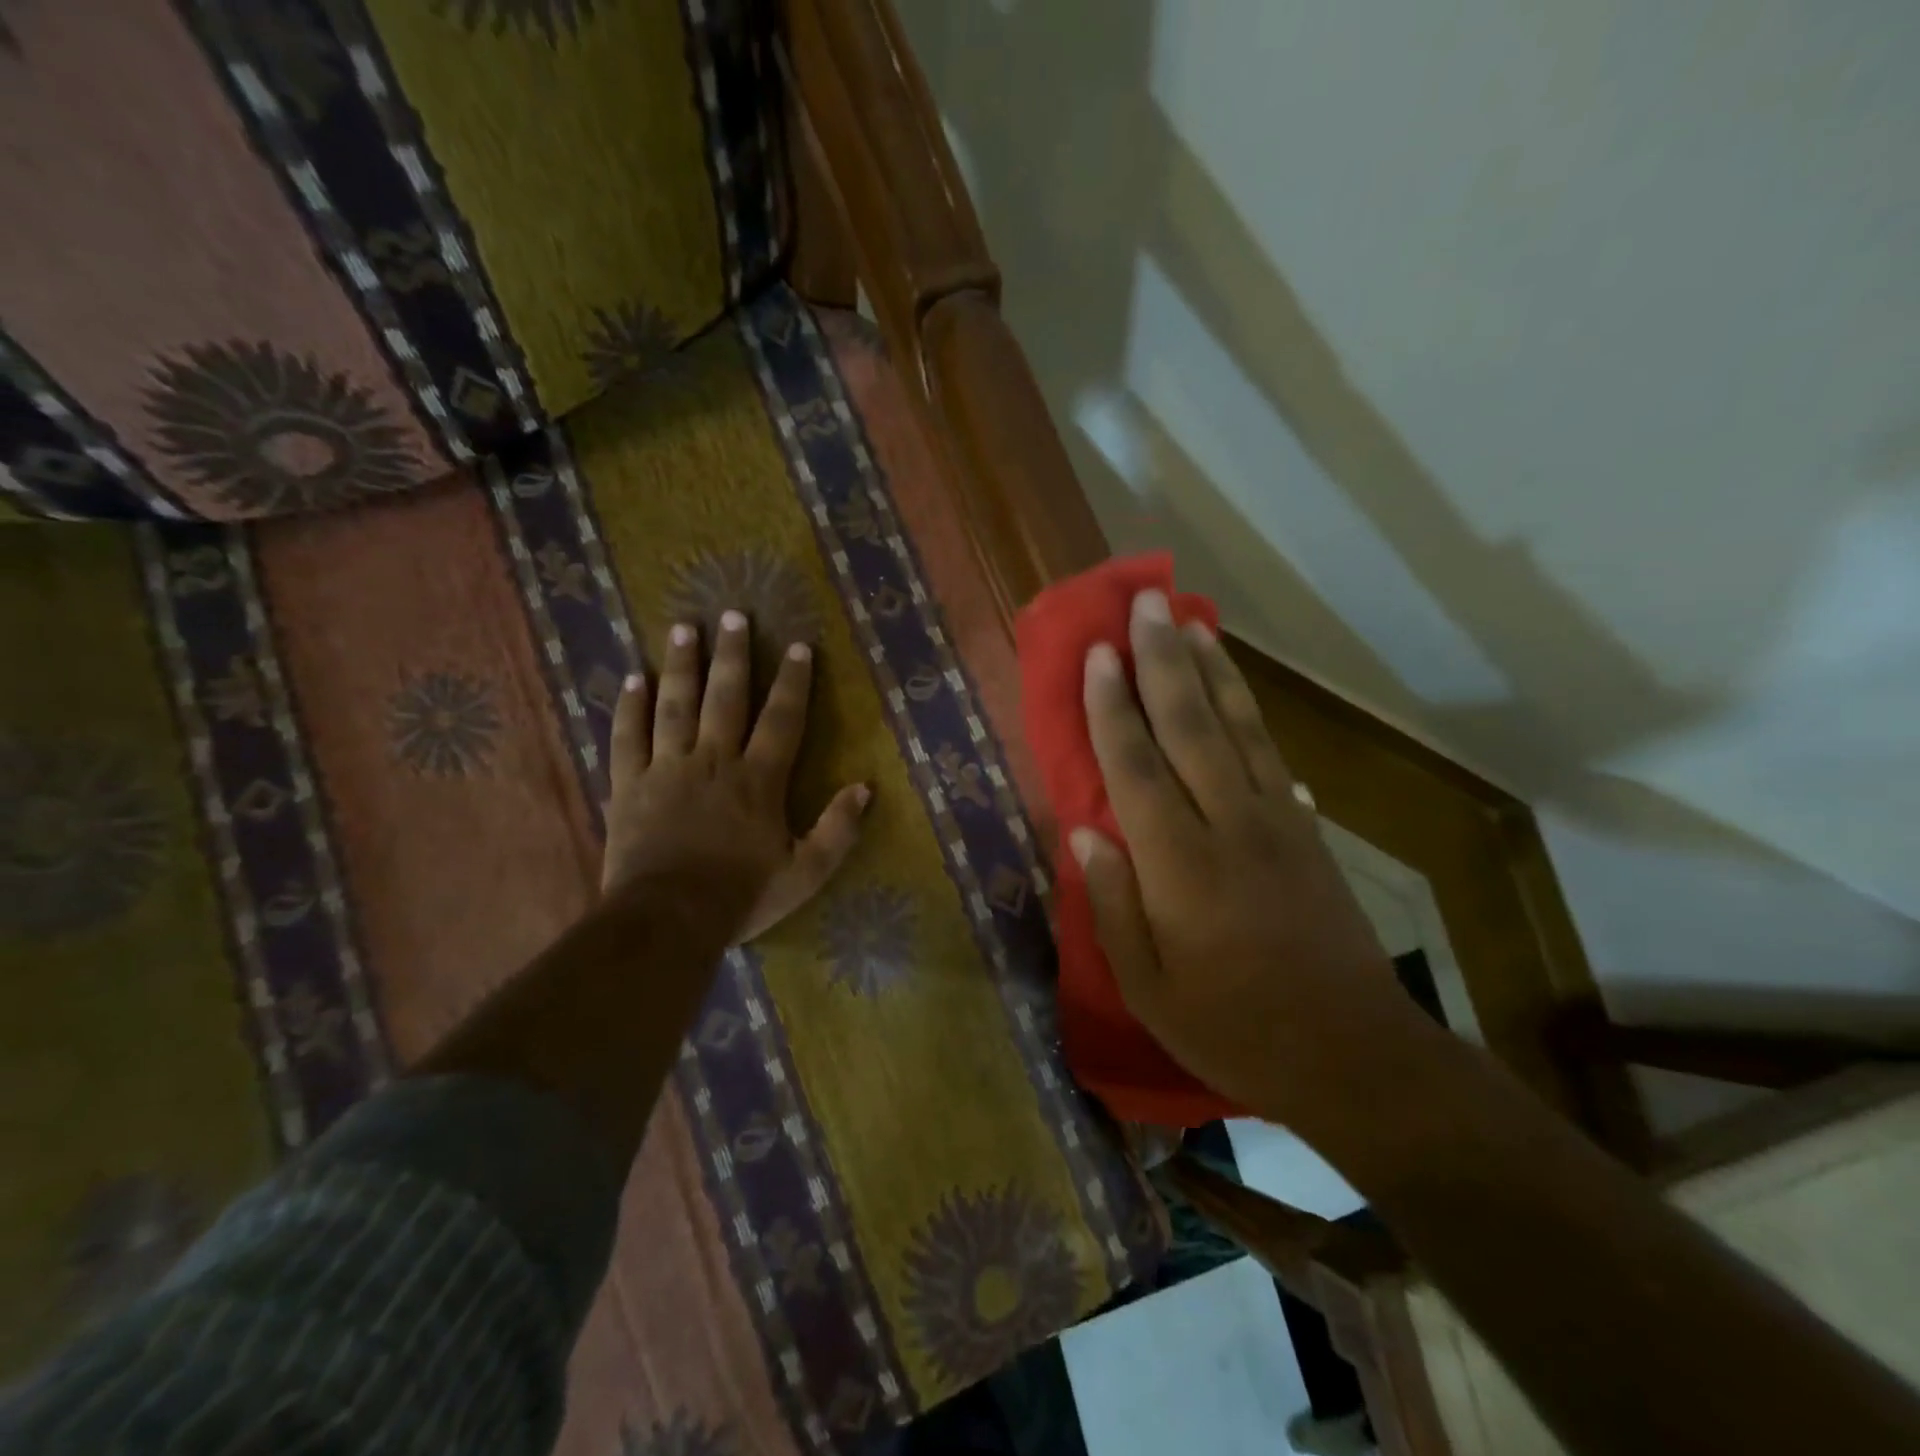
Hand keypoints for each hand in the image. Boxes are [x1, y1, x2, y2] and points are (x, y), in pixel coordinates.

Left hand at [603, 610, 869, 943]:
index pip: (782, 719)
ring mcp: (667, 768)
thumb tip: (865, 788)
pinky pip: (627, 737)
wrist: (668, 919)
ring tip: (683, 629)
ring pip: (675, 705)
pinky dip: (629, 707)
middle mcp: (714, 761)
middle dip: (732, 655)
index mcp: (758, 779)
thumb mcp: (806, 872)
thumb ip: (837, 829)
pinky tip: (632, 678)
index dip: (794, 682)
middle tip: (732, 614)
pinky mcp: (629, 784)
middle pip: (725, 697)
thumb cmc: (742, 896)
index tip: (799, 647)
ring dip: (681, 666)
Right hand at [1070, 589, 1418, 1122]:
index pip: (1135, 767)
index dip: (1113, 706)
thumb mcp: (1148, 988)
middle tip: (1146, 604)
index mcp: (1178, 866)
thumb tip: (1084, 830)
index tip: (1098, 654)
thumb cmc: (1232, 1028)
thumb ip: (1112, 905)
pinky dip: (1250, 709)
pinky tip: (1237, 683)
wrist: (1351, 1053)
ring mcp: (1276, 821)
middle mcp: (1228, 825)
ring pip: (1238, 727)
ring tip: (1191, 620)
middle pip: (1191, 725)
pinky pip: (1272, 753)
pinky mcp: (1307, 830)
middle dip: (1163, 660)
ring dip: (1211, 668)